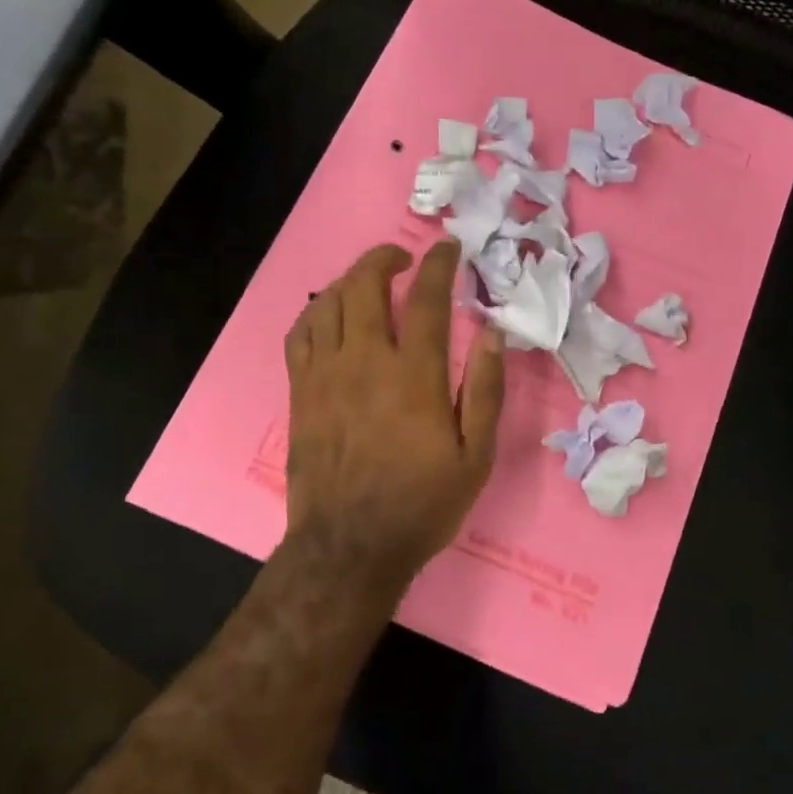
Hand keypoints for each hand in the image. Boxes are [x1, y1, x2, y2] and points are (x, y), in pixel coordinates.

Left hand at [283, 240, 504, 588]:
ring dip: (349, 279)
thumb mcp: (476, 456)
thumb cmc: (422, 503)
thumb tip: (492, 334)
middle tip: (403, 259)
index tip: (447, 247)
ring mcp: (325, 375)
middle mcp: (365, 362)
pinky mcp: (301, 392)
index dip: (438, 264)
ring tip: (368, 281)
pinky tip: (329, 314)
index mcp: (414, 375)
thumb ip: (486, 391)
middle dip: (384, 259)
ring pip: (327, 303)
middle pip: (365, 286)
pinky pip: (300, 334)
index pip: (426, 299)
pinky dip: (315, 311)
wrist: (350, 546)